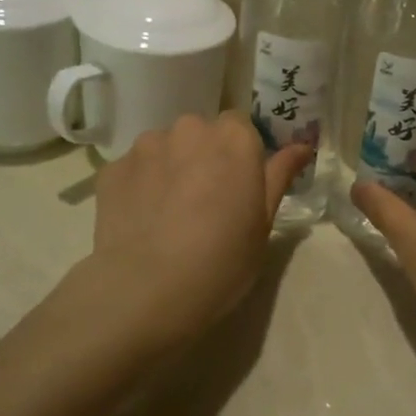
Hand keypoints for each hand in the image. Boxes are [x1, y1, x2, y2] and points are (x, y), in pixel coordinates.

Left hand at [89, 113, 312, 346]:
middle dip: (203, 157)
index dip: (240, 154)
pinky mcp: (113, 168)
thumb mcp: (264, 222)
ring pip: (165, 148)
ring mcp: (146, 146)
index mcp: (234, 138)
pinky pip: (134, 169)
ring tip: (168, 214)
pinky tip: (142, 221)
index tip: (239, 185)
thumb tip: (302, 146)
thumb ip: (280, 175)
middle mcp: (190, 129)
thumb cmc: (222, 259)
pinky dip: (140, 186)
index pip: (241, 126)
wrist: (148, 289)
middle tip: (205, 201)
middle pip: (200, 133)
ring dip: (170, 168)